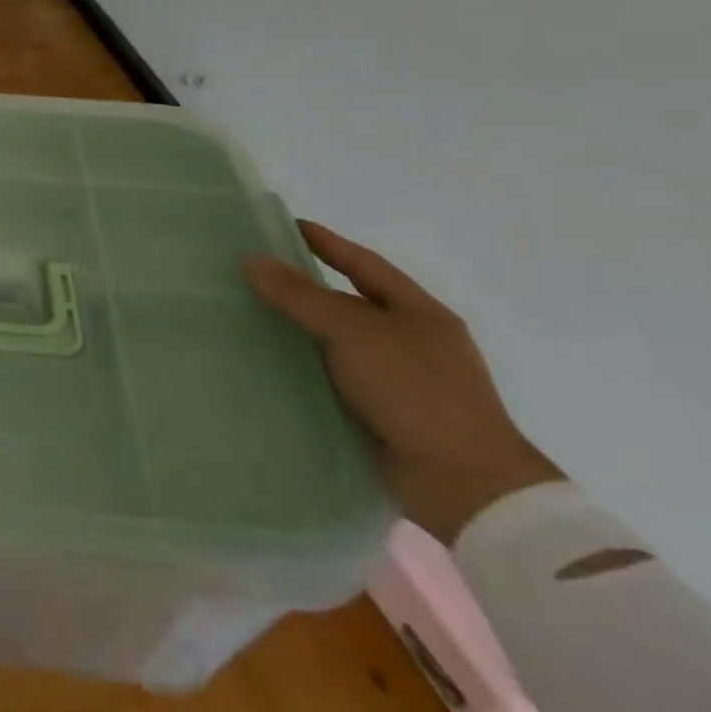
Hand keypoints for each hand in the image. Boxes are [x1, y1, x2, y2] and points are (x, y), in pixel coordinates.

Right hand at [243, 221, 561, 544]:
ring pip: (337, 344)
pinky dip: (304, 370)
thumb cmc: (415, 391)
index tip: (285, 226)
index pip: (364, 264)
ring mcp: (399, 381)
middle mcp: (411, 342)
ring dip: (299, 333)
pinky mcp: (382, 415)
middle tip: (253, 273)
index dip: (326, 243)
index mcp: (419, 313)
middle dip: (303, 289)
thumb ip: (299, 295)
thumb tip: (251, 259)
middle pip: (348, 303)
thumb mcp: (353, 332)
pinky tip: (267, 366)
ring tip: (247, 318)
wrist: (463, 484)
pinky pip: (333, 380)